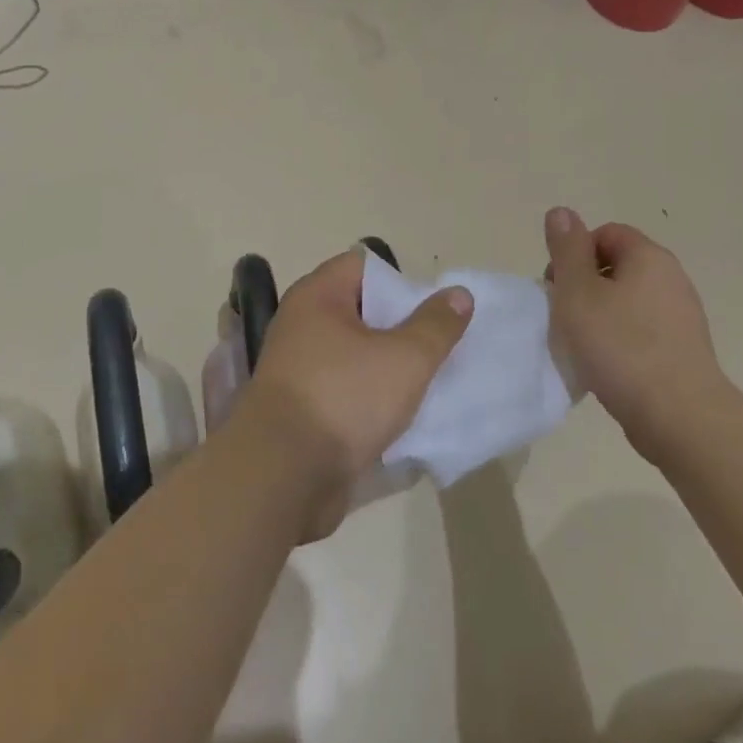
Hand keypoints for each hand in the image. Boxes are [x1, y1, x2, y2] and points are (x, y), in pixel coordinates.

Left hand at [239, 247, 472, 539]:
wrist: (284, 476)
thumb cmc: (344, 399)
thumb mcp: (405, 358)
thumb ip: (436, 325)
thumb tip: (459, 294)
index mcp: (317, 298)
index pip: (362, 266)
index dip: (399, 281)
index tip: (429, 310)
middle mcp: (301, 325)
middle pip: (360, 311)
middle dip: (400, 327)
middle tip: (435, 347)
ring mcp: (298, 369)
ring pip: (354, 355)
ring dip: (387, 367)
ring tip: (425, 382)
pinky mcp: (301, 409)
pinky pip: (344, 390)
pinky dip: (369, 398)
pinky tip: (399, 416)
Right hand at [543, 207, 736, 453]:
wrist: (678, 415)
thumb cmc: (620, 346)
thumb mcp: (578, 292)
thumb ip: (567, 249)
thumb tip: (561, 212)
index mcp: (649, 257)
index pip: (605, 234)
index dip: (574, 254)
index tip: (558, 288)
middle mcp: (671, 278)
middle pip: (616, 266)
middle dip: (584, 286)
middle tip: (565, 317)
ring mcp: (681, 315)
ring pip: (627, 301)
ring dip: (599, 316)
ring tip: (582, 346)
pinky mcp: (682, 349)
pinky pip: (641, 331)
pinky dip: (619, 340)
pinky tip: (606, 366)